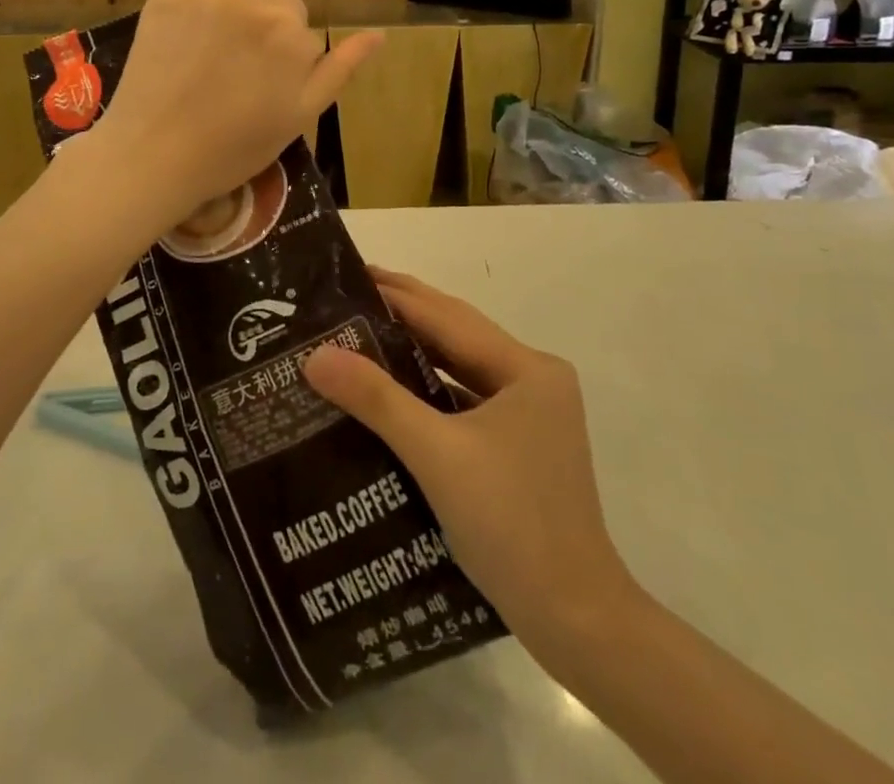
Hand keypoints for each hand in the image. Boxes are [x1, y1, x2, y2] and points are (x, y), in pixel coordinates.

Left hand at [95, 0, 381, 224]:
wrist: (153, 156)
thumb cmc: (233, 146)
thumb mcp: (300, 115)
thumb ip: (341, 70)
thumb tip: (379, 35)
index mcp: (291, 35)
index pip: (307, 36)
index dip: (295, 64)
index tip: (273, 89)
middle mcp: (255, 1)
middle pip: (284, 4)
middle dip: (281, 30)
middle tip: (257, 68)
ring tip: (251, 25)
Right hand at [303, 268, 638, 647]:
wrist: (576, 621)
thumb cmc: (511, 525)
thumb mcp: (437, 455)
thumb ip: (377, 399)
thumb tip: (317, 355)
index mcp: (526, 369)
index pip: (448, 317)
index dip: (399, 293)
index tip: (352, 272)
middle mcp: (534, 380)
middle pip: (458, 335)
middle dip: (405, 313)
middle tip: (349, 295)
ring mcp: (531, 414)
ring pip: (462, 369)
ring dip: (416, 352)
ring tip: (361, 333)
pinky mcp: (521, 445)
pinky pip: (467, 401)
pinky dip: (431, 390)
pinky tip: (394, 391)